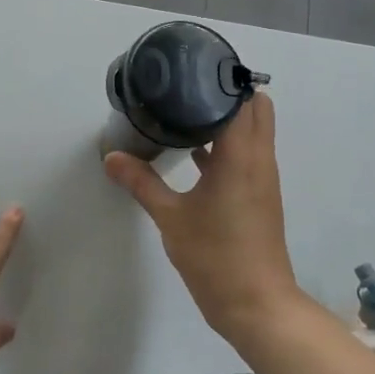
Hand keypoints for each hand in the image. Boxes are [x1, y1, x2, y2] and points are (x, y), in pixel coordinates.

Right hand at [103, 92, 303, 345]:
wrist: (256, 305)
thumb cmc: (216, 256)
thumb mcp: (171, 218)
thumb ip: (141, 183)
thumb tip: (111, 157)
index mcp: (241, 155)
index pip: (245, 99)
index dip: (225, 80)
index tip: (195, 68)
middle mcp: (259, 159)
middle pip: (257, 108)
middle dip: (229, 93)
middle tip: (190, 87)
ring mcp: (263, 178)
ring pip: (254, 132)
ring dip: (230, 118)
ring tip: (188, 110)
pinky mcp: (259, 195)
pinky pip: (248, 154)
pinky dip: (228, 145)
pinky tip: (195, 152)